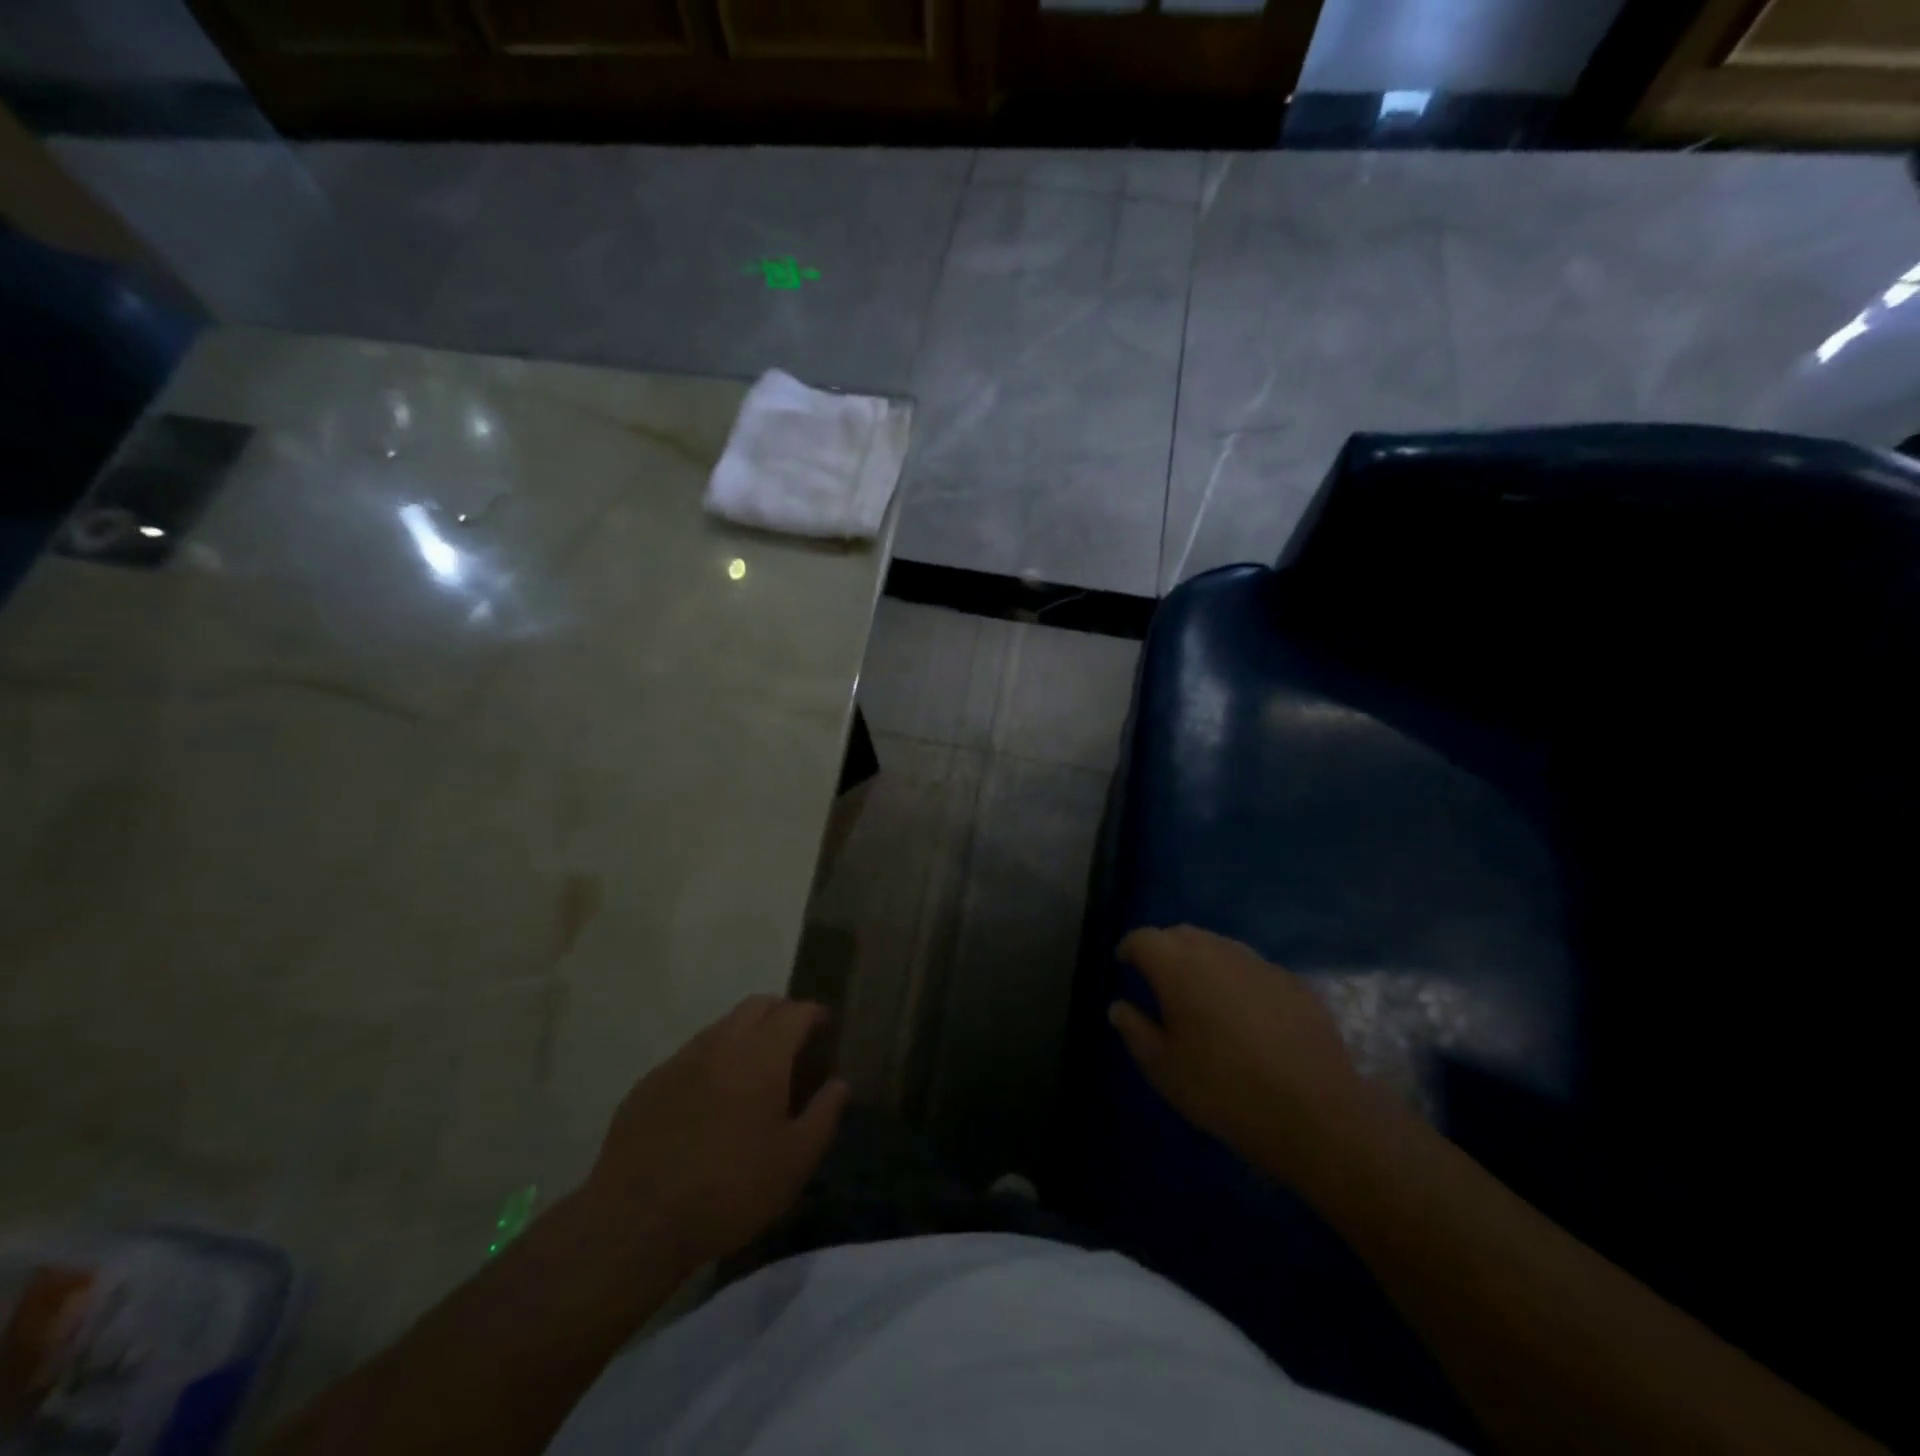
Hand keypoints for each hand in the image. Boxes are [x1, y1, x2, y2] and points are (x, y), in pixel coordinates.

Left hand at [585, 995, 849, 1268]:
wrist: (635, 1222)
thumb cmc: (729, 1190)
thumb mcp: (794, 1162)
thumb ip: (824, 1115)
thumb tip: (840, 1084)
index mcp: (761, 1055)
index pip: (794, 1012)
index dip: (814, 1013)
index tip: (825, 1024)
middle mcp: (721, 1044)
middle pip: (756, 1006)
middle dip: (780, 1012)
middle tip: (794, 1039)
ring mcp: (680, 1060)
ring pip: (721, 1027)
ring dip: (744, 1034)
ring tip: (754, 1069)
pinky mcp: (649, 1083)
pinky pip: (690, 1056)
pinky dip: (712, 1061)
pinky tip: (711, 1100)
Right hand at [1110, 926, 1370, 1185]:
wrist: (1316, 1114)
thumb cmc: (1224, 1090)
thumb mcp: (1164, 1069)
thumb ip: (1134, 1030)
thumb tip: (1119, 1006)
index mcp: (1178, 966)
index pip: (1143, 938)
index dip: (1129, 949)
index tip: (1124, 966)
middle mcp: (1217, 951)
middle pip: (1181, 934)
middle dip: (1164, 949)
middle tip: (1158, 980)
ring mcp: (1259, 963)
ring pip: (1219, 946)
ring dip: (1202, 961)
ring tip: (1200, 995)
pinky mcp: (1293, 982)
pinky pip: (1252, 968)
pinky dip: (1237, 980)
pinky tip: (1244, 1015)